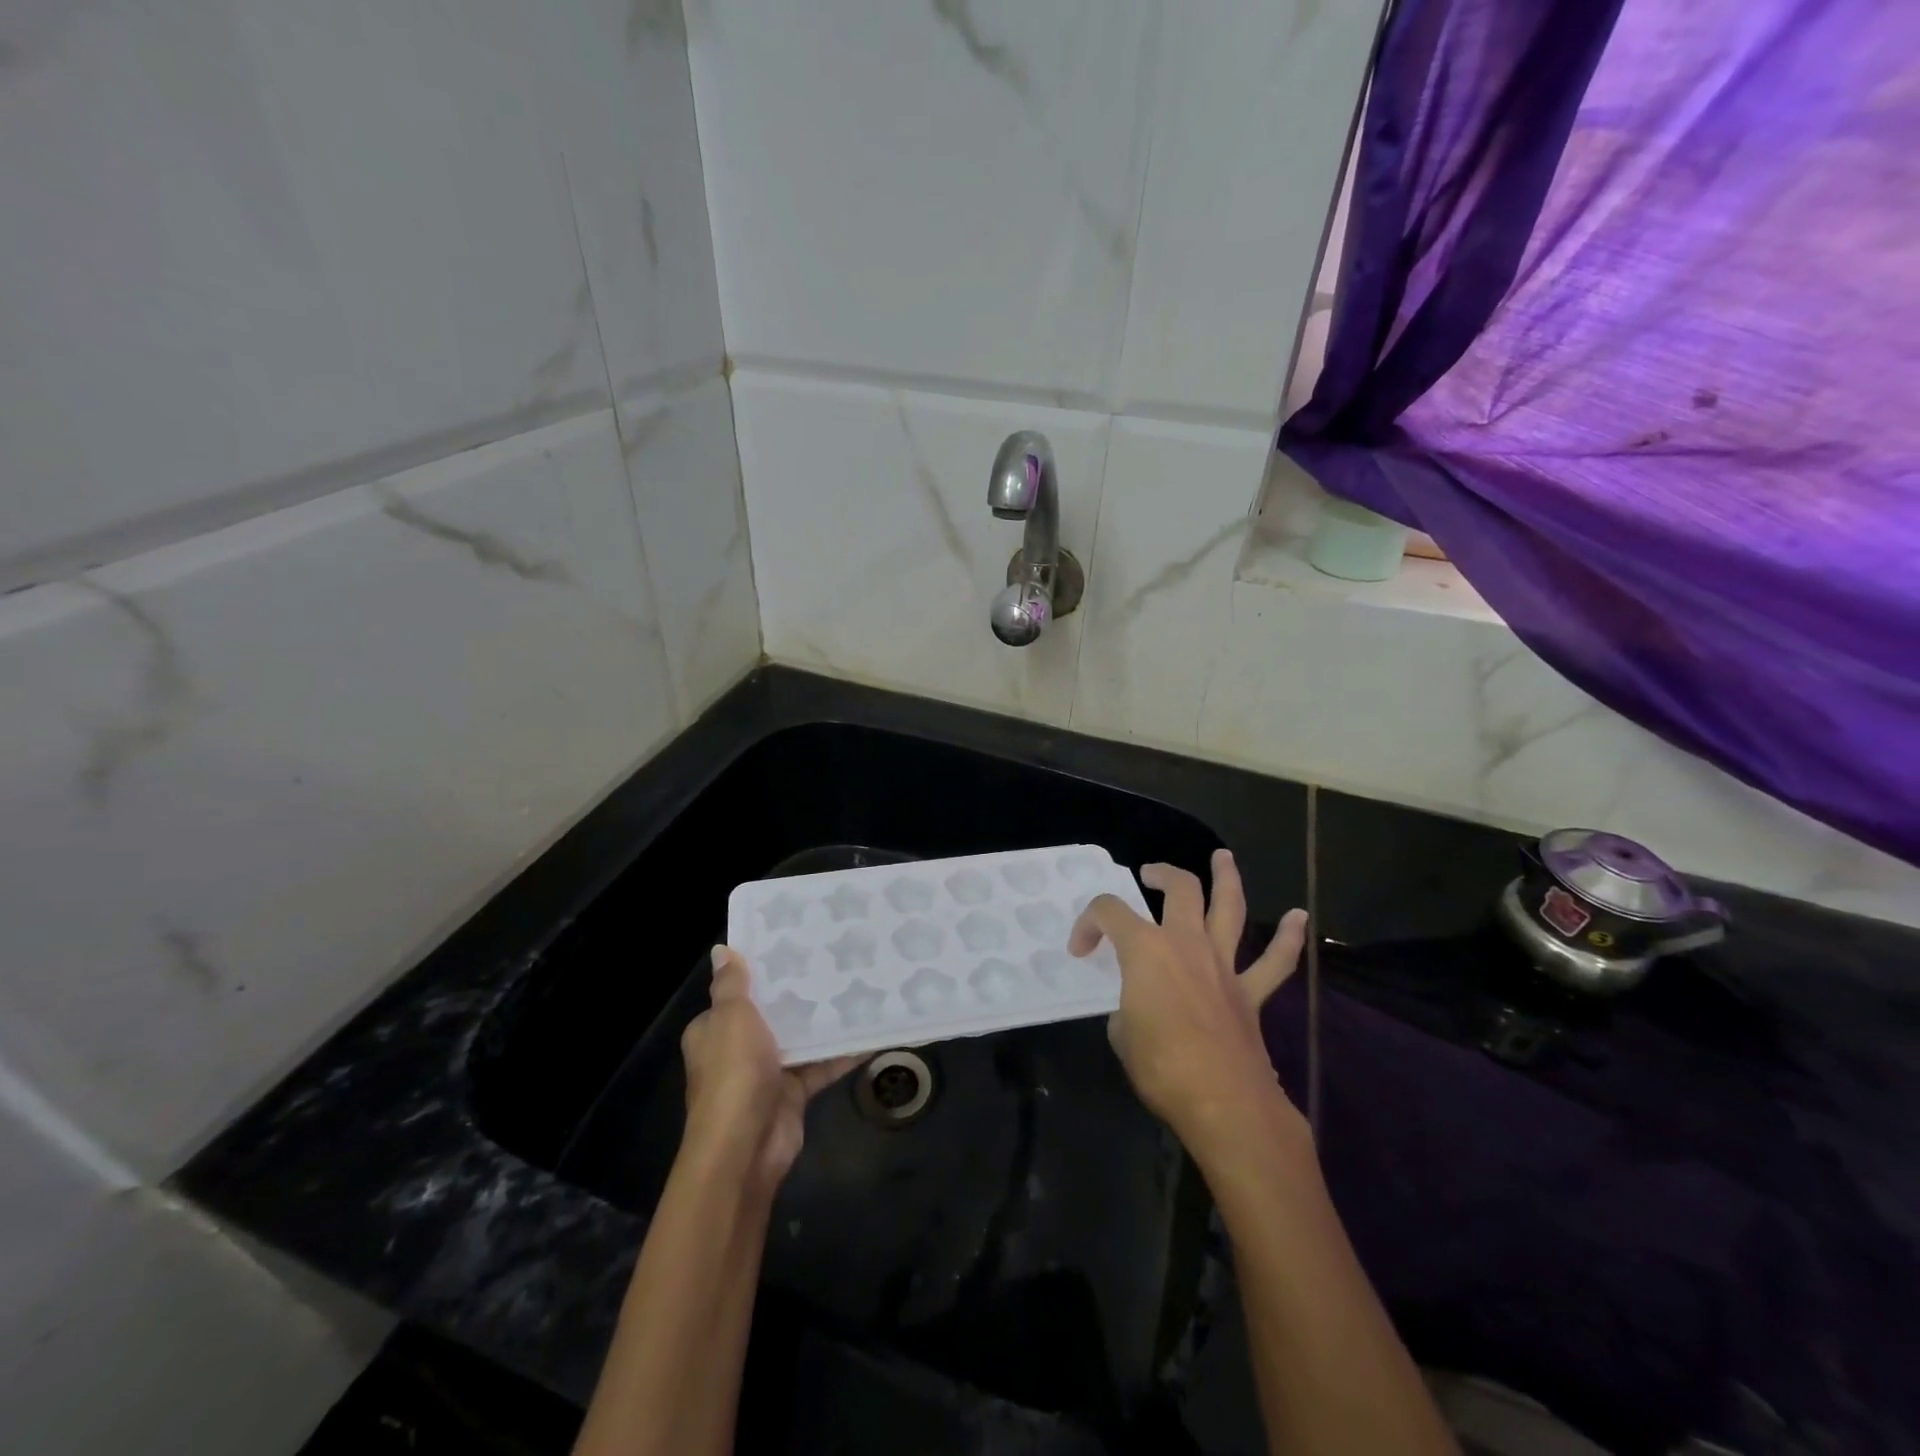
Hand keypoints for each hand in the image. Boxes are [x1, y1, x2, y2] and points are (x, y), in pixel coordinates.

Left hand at [680, 947, 857, 1191]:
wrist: (745, 1147)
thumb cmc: (733, 1073)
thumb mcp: (731, 1018)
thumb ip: (731, 984)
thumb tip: (721, 949)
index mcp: (714, 1029)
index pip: (736, 992)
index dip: (761, 971)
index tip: (793, 944)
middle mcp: (737, 1049)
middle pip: (771, 1013)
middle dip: (799, 992)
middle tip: (834, 959)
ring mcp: (766, 1072)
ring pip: (799, 1038)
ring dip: (823, 1020)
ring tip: (858, 985)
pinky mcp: (793, 1092)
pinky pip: (821, 1065)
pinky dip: (842, 1052)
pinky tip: (871, 1031)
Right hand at [1069, 851, 1308, 1162]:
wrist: (1224, 1103)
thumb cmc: (1161, 1066)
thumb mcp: (1121, 1035)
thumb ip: (1128, 1009)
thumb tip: (1139, 1009)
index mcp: (1145, 949)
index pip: (1109, 913)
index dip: (1088, 923)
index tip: (1081, 949)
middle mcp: (1186, 944)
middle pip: (1179, 889)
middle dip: (1162, 874)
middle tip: (1150, 873)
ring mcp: (1223, 965)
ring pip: (1229, 908)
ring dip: (1227, 879)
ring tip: (1223, 857)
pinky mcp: (1251, 993)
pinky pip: (1275, 962)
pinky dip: (1288, 938)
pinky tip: (1299, 917)